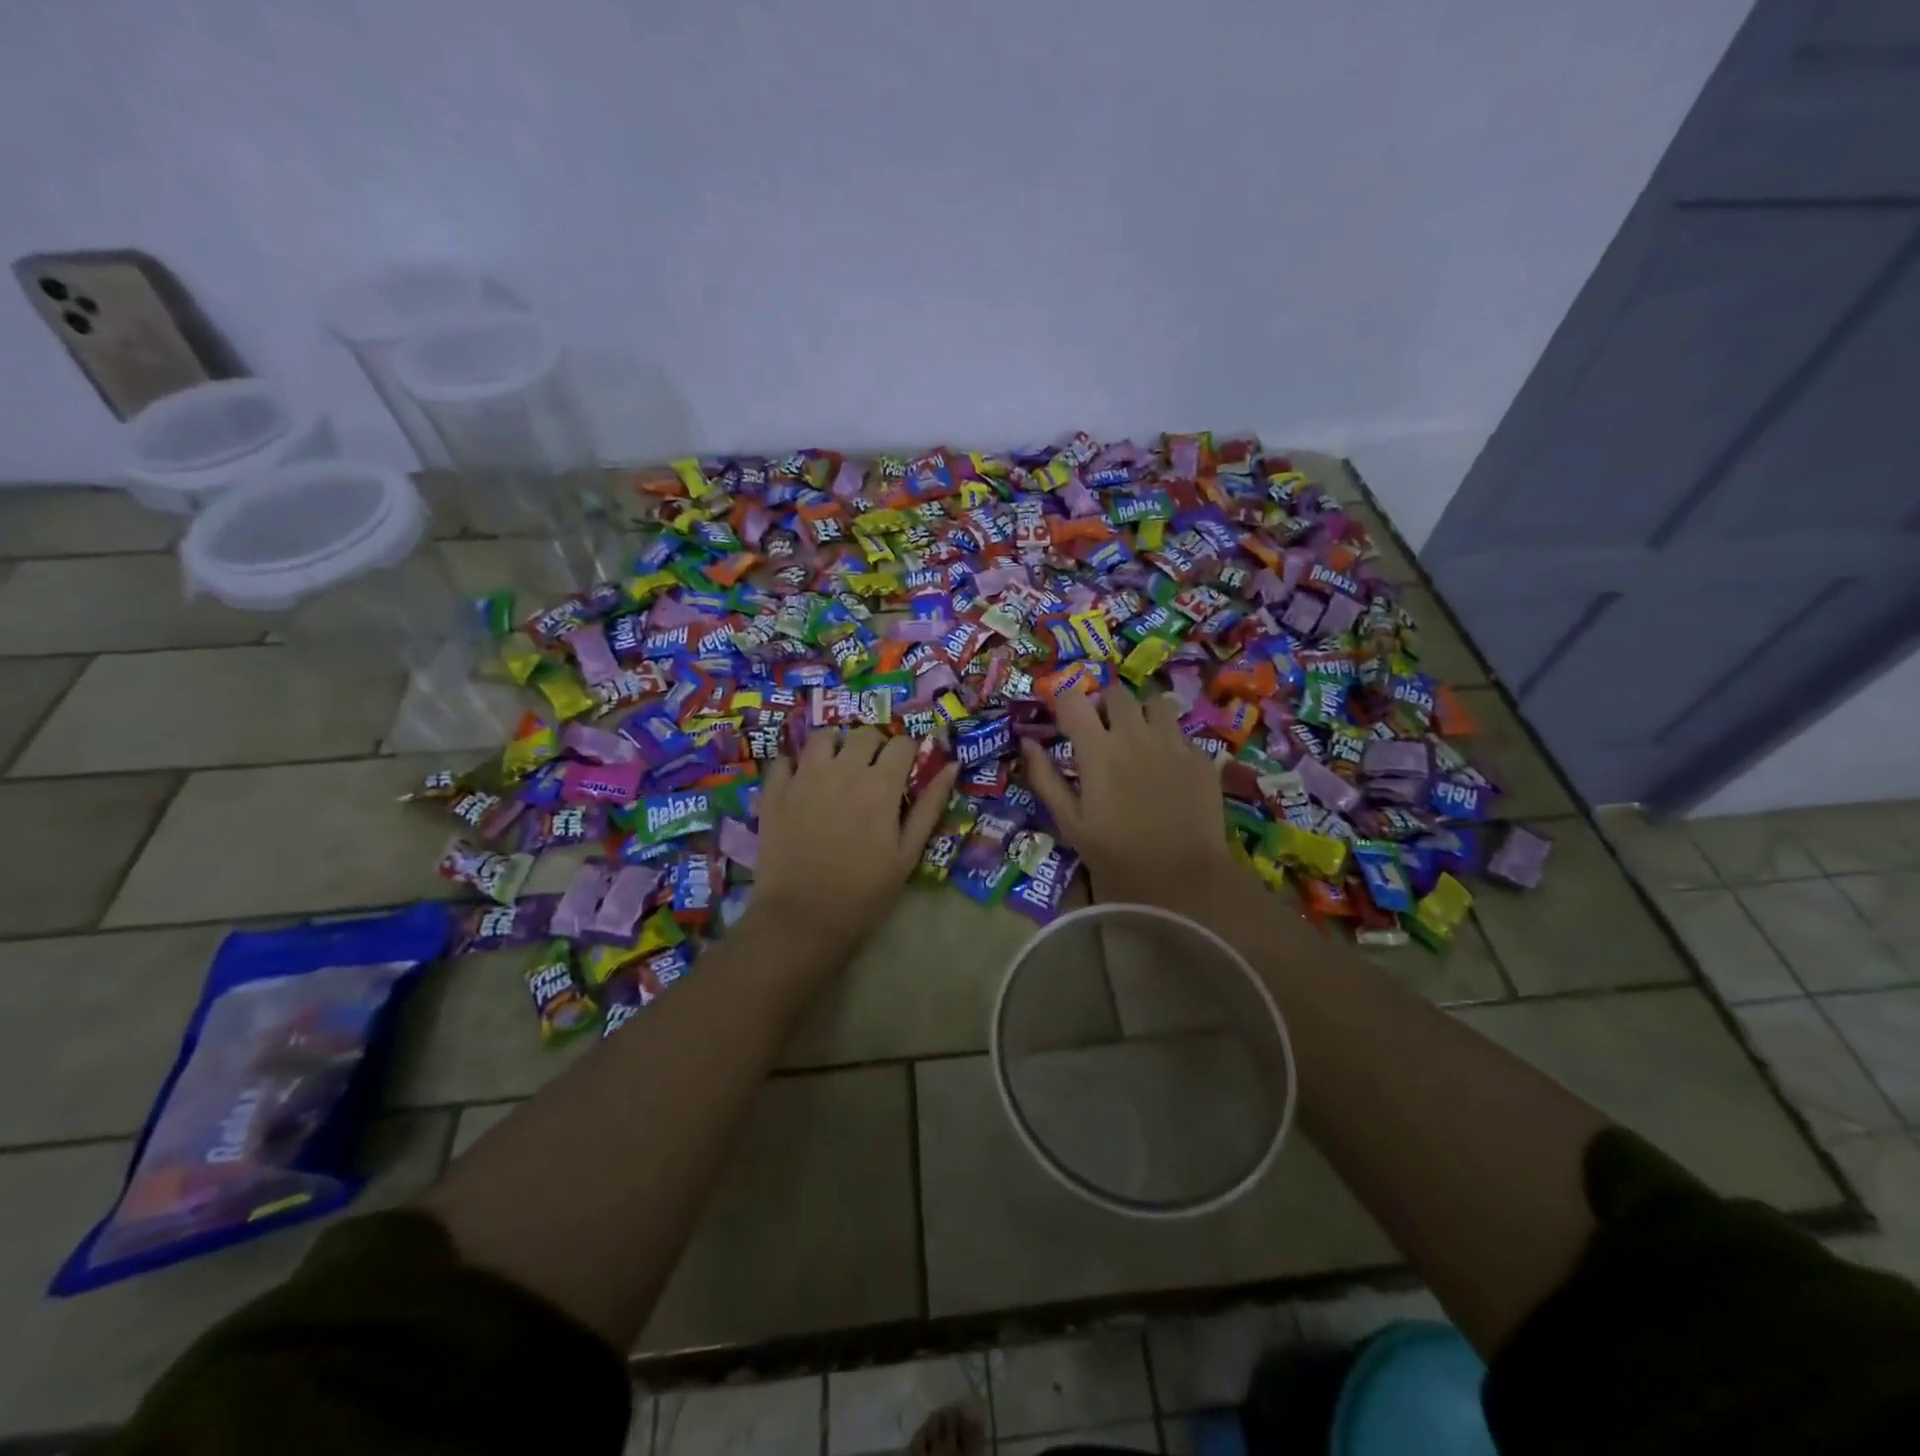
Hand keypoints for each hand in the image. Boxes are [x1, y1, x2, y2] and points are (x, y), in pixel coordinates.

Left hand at [750, 726, 959, 961]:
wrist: (802, 919)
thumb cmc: (864, 893)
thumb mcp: (907, 854)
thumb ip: (930, 807)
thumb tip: (952, 766)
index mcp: (880, 785)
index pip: (902, 744)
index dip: (908, 753)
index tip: (905, 770)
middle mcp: (843, 770)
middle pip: (864, 734)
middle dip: (875, 746)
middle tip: (873, 772)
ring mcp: (804, 777)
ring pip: (823, 737)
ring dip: (836, 747)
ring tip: (837, 769)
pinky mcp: (775, 792)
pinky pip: (785, 760)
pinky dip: (796, 765)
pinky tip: (802, 783)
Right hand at [1022, 688, 1238, 906]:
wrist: (1182, 878)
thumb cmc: (1115, 855)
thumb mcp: (1069, 821)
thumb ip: (1044, 778)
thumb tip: (1027, 743)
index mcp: (1098, 749)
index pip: (1074, 699)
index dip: (1065, 703)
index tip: (1064, 720)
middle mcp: (1135, 735)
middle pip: (1116, 693)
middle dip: (1104, 705)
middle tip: (1101, 731)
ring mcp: (1173, 743)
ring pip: (1154, 703)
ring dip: (1140, 714)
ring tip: (1137, 740)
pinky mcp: (1200, 757)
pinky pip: (1180, 731)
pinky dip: (1167, 739)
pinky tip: (1165, 767)